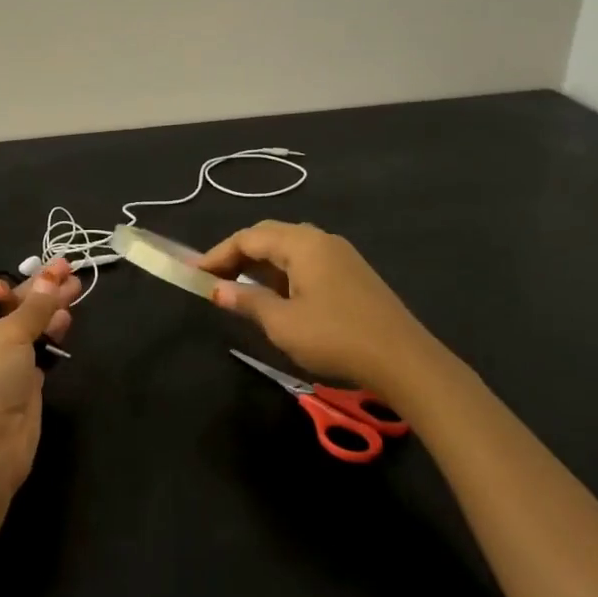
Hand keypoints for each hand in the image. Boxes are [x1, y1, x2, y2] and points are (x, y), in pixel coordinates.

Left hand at [0, 258, 79, 490]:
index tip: (45, 270)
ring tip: (78, 289)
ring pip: (28, 328)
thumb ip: (36, 305)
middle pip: (12, 307)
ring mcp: (0, 363)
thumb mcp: (9, 332)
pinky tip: (67, 320)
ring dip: (50, 310)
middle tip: (71, 271)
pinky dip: (52, 335)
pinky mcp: (21, 383)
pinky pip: (38, 351)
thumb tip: (53, 275)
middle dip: (42, 291)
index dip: (17, 281)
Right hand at [198, 222, 432, 395]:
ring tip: (239, 289)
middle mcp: (321, 240)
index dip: (218, 254)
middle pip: (269, 236)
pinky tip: (276, 297)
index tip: (194, 274)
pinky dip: (282, 274)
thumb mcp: (282, 323)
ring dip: (260, 265)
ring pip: (289, 249)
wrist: (403, 359)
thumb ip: (247, 302)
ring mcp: (341, 256)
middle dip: (238, 255)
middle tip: (213, 279)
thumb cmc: (335, 337)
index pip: (249, 238)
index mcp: (302, 244)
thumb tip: (217, 291)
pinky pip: (307, 263)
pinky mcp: (352, 274)